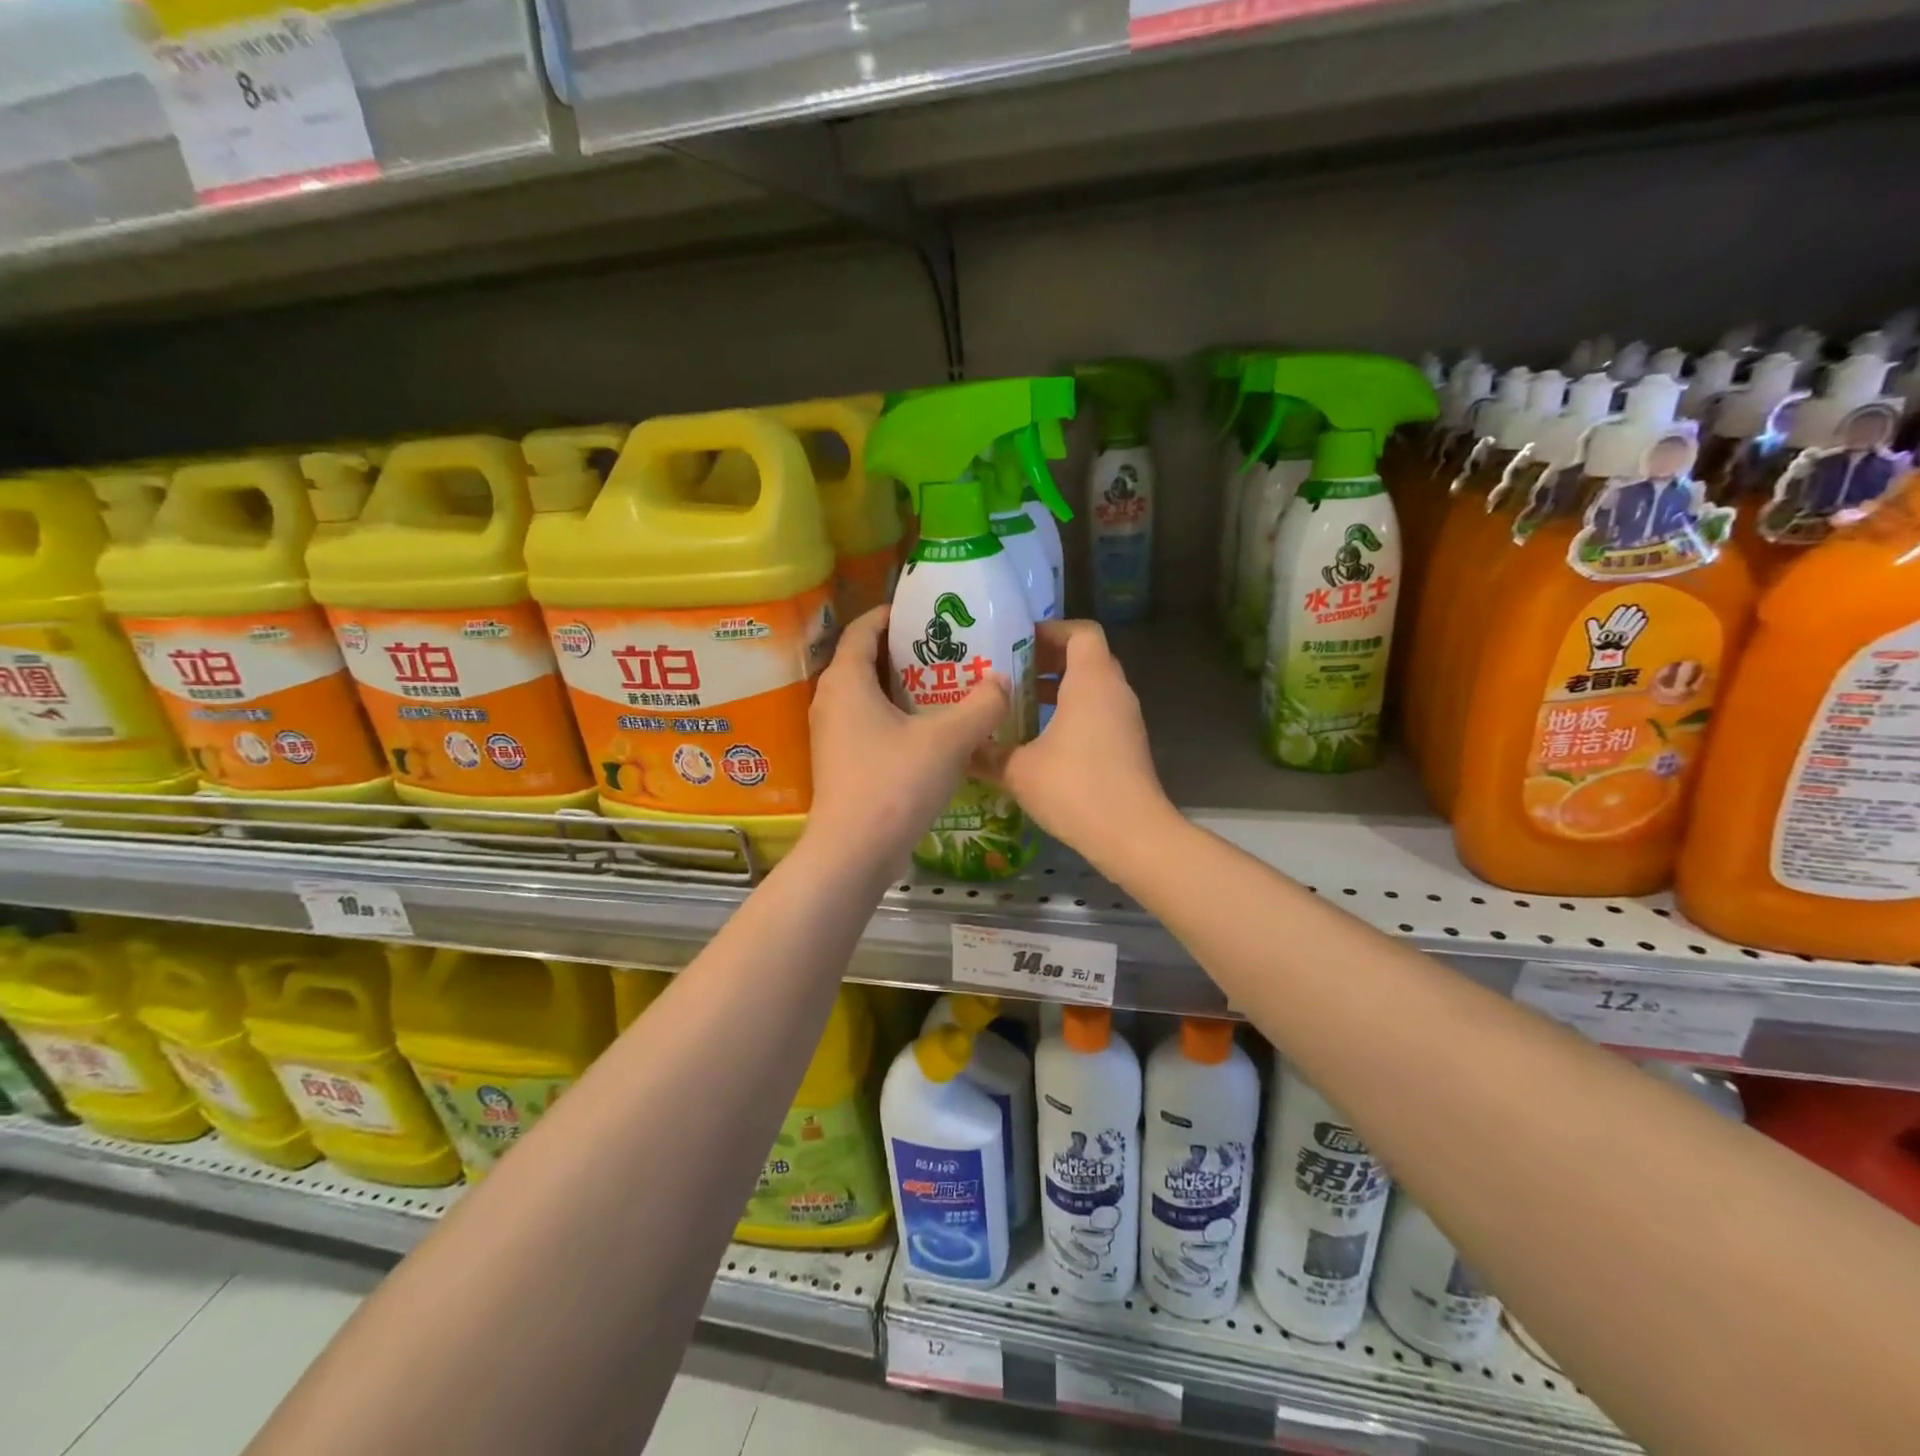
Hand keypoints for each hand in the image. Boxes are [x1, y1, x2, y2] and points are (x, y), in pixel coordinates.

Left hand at [804, 605, 1008, 864]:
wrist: (854, 853)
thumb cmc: (895, 784)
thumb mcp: (949, 740)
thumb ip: (982, 705)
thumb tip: (1003, 681)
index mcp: (847, 680)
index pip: (864, 628)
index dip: (893, 614)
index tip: (927, 611)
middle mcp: (830, 700)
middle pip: (865, 659)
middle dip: (904, 650)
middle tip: (947, 647)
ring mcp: (831, 733)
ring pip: (867, 694)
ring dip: (901, 686)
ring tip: (944, 683)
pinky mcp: (840, 761)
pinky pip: (867, 722)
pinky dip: (894, 715)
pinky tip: (929, 728)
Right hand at [972, 619, 1172, 859]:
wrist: (1132, 835)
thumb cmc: (1075, 788)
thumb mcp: (1018, 770)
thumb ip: (987, 754)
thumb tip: (961, 748)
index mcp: (1091, 681)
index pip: (1080, 632)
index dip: (1050, 630)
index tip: (1017, 643)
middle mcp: (1114, 692)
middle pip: (1085, 658)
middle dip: (1047, 661)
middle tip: (1009, 673)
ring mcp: (1126, 720)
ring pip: (1092, 689)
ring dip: (1058, 690)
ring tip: (1018, 705)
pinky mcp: (1128, 747)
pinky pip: (1098, 715)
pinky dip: (1071, 715)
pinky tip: (1039, 741)